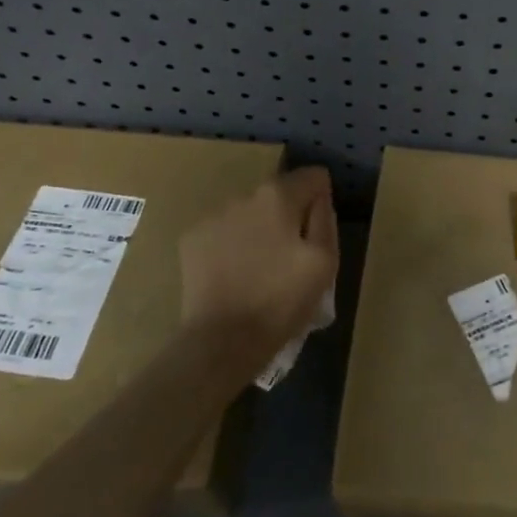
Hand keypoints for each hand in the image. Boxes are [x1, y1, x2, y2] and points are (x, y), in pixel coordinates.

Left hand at [177, 167, 337, 376]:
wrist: (223, 340)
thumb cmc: (282, 300)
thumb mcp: (324, 261)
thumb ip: (325, 219)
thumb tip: (319, 196)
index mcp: (278, 196)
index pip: (312, 176)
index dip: (322, 200)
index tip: (319, 231)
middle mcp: (242, 195)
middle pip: (278, 194)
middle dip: (288, 215)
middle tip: (292, 255)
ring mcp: (212, 216)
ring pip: (249, 212)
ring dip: (260, 228)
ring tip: (261, 267)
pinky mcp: (191, 239)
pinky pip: (224, 231)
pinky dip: (233, 244)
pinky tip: (236, 273)